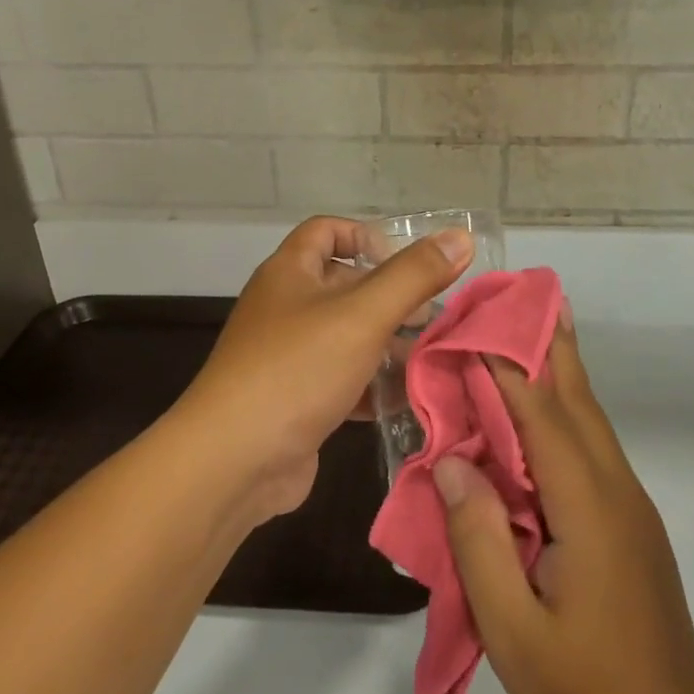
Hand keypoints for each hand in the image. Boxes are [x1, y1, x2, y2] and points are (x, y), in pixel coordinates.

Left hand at [175, 216, 471, 524]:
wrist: (232, 463)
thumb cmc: (297, 369)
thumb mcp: (363, 314)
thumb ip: (414, 275)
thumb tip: (461, 236)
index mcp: (290, 273)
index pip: (327, 230)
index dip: (366, 236)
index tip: (405, 261)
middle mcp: (284, 307)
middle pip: (343, 285)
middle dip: (390, 297)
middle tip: (434, 315)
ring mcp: (287, 357)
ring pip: (346, 337)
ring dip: (387, 344)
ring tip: (430, 356)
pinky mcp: (295, 401)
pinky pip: (340, 380)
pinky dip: (371, 386)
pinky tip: (405, 399)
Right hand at [433, 312, 693, 693]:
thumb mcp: (513, 629)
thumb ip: (480, 541)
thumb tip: (455, 462)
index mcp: (588, 507)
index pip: (543, 415)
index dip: (508, 365)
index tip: (476, 324)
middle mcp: (615, 490)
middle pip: (579, 400)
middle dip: (551, 344)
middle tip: (523, 295)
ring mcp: (628, 507)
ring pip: (589, 421)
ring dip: (560, 373)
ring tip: (530, 332)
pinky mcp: (627, 525)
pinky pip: (590, 449)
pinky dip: (562, 413)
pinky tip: (538, 416)